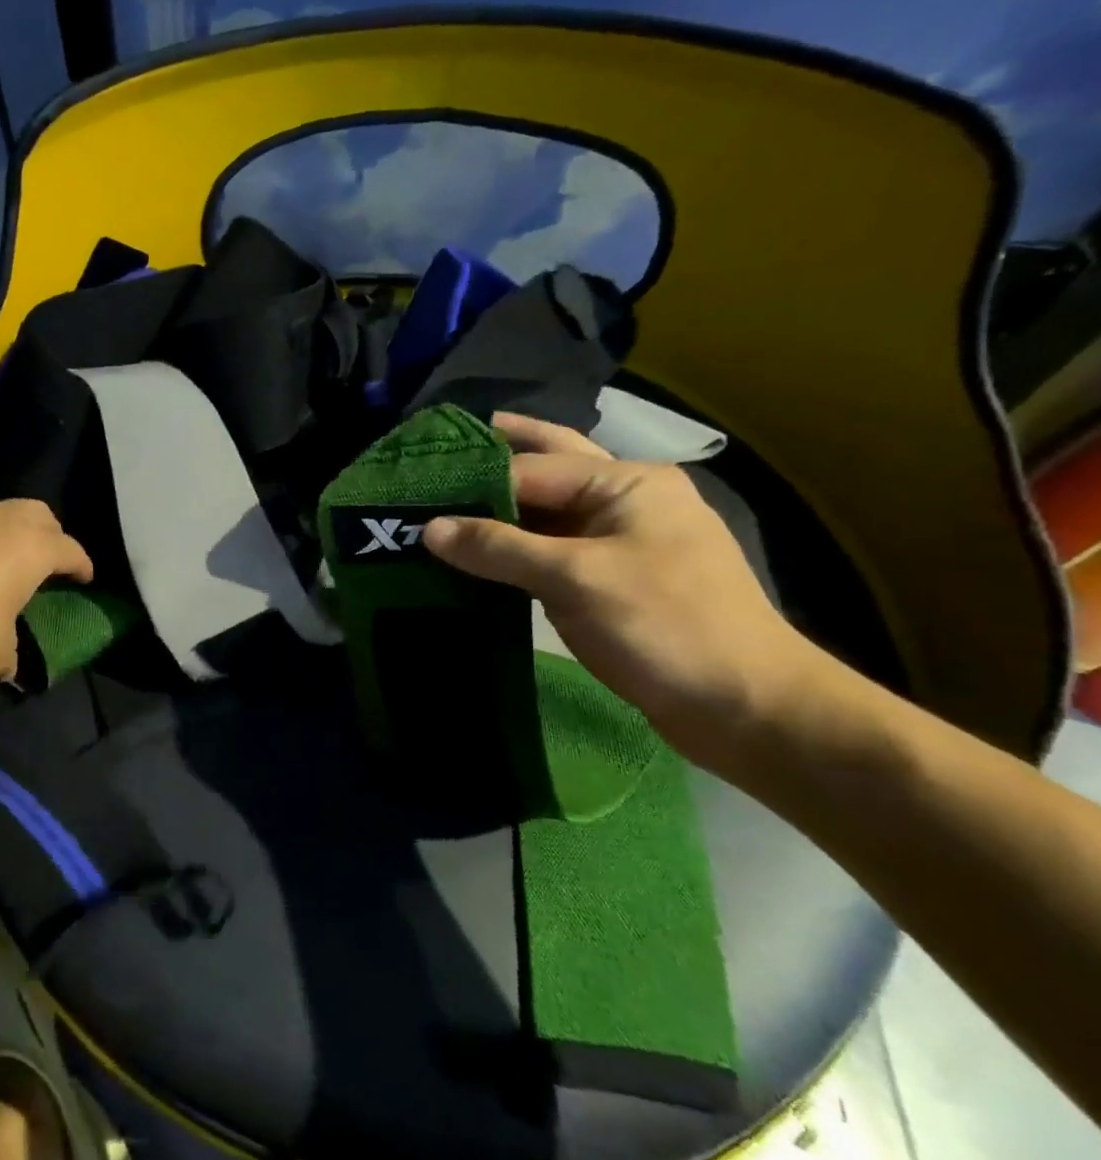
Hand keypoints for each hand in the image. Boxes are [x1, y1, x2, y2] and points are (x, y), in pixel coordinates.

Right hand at [421, 412, 816, 762]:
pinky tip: (479, 549)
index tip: (414, 483)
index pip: (530, 467)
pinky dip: (514, 545)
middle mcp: (625, 500)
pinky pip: (551, 548)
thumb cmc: (665, 626)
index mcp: (626, 482)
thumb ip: (499, 548)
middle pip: (548, 465)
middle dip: (496, 455)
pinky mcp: (612, 579)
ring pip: (547, 510)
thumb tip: (429, 529)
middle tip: (438, 452)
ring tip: (444, 498)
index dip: (472, 475)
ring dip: (500, 505)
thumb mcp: (575, 579)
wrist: (745, 707)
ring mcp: (621, 540)